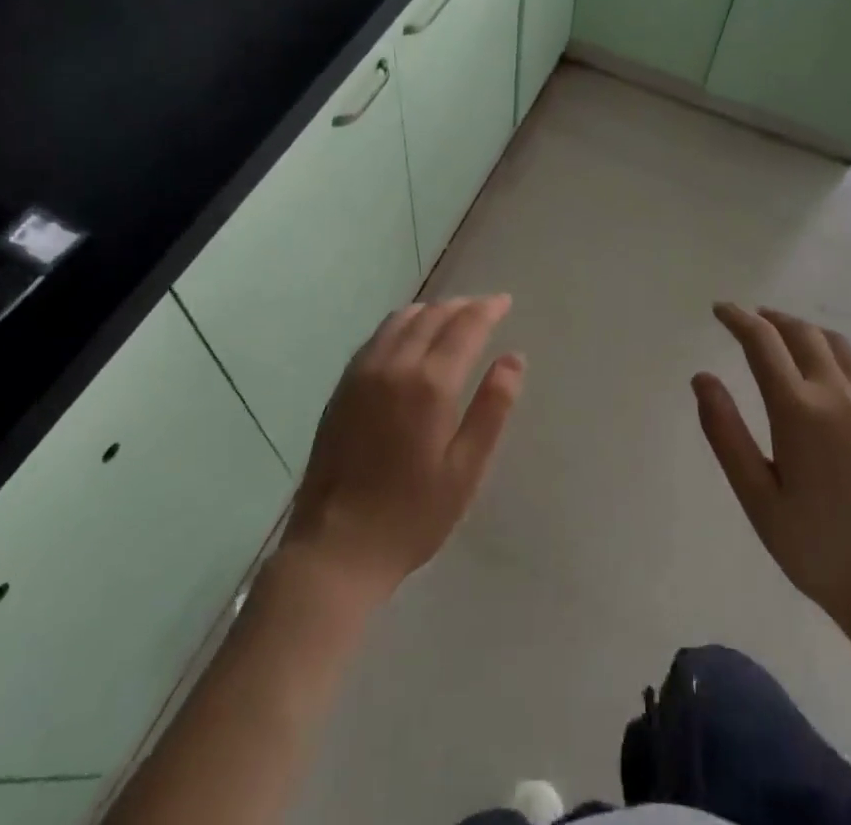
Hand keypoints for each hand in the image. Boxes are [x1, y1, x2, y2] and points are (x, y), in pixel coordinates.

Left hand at [280, 296, 523, 608]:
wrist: (336, 547)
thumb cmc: (412, 515)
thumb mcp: (465, 470)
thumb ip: (492, 408)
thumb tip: (514, 358)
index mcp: (429, 384)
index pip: (464, 326)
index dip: (487, 309)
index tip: (504, 301)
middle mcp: (394, 365)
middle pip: (432, 316)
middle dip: (461, 306)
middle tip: (483, 308)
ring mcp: (362, 373)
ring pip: (401, 320)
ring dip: (431, 310)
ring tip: (451, 317)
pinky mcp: (343, 386)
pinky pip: (377, 337)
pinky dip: (402, 324)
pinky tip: (409, 337)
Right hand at [695, 303, 850, 646]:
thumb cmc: (817, 546)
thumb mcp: (757, 496)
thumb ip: (726, 432)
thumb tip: (702, 379)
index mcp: (799, 410)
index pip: (763, 343)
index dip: (738, 319)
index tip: (720, 310)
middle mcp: (835, 394)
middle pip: (800, 332)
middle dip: (769, 319)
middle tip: (745, 319)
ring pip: (832, 342)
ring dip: (801, 328)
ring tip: (780, 333)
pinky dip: (828, 348)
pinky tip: (819, 367)